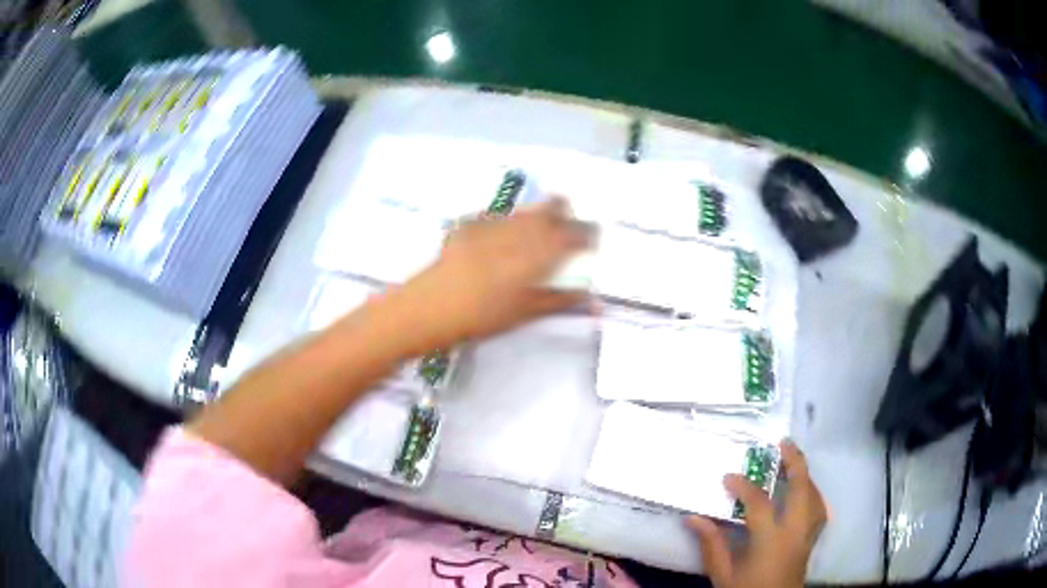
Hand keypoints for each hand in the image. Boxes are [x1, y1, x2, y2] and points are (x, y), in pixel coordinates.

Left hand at [397, 197, 590, 352]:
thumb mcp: (527, 312)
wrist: (431, 306)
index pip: (573, 233)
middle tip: (565, 227)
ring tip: (534, 231)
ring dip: (536, 216)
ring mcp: (493, 223)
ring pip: (525, 210)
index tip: (591, 240)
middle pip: (551, 209)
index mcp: (539, 250)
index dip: (587, 234)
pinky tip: (499, 237)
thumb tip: (595, 302)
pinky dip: (505, 223)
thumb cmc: (483, 316)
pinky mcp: (469, 224)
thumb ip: (562, 301)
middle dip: (563, 213)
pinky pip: (495, 216)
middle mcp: (520, 229)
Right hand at [687, 440, 826, 587]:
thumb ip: (712, 544)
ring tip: (794, 464)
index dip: (744, 486)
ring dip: (806, 477)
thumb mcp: (723, 574)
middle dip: (796, 462)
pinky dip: (813, 496)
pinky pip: (819, 511)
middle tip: (783, 443)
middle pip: (803, 489)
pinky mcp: (811, 542)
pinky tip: (803, 495)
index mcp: (771, 540)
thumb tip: (694, 517)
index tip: (728, 476)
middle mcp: (795, 533)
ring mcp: (808, 536)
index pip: (760, 503)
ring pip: (816, 497)